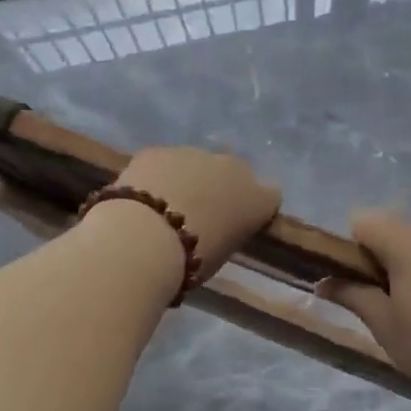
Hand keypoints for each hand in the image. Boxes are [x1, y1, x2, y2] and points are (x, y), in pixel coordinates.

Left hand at [111, 147, 280, 279]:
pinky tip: (140, 198)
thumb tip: (216, 228)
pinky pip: (163, 161)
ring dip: (187, 178)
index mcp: (257, 199)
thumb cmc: (192, 260)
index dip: (255, 206)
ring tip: (163, 206)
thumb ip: (227, 232)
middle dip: (220, 185)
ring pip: (195, 162)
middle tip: (199, 212)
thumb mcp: (223, 253)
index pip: (270, 195)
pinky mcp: (159, 150)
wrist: (145, 238)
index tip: (239, 220)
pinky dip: (156, 175)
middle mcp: (232, 168)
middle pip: (234, 172)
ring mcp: (194, 153)